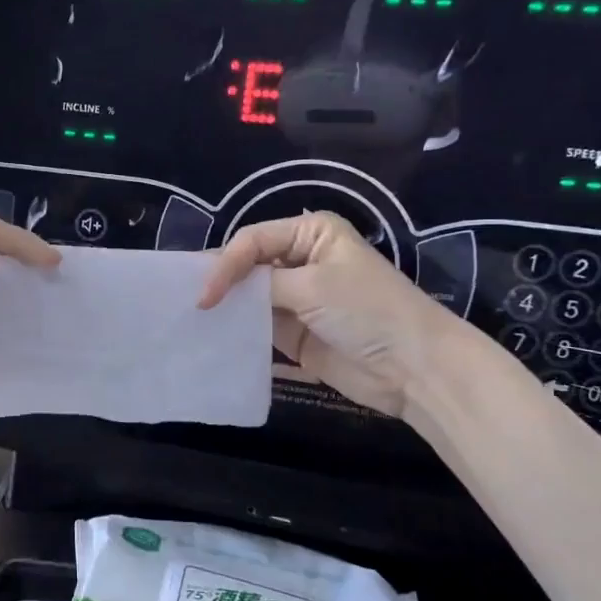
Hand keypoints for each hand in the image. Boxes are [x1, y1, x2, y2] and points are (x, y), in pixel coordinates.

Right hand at [199, 212, 462, 419]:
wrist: (413, 368)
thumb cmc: (367, 310)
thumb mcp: (313, 286)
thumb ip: (262, 284)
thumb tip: (219, 289)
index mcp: (311, 233)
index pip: (253, 240)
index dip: (225, 264)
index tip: (206, 295)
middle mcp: (301, 259)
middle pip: (248, 265)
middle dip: (221, 282)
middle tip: (187, 301)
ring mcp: (296, 298)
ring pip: (249, 296)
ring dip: (226, 307)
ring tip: (192, 319)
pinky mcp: (293, 333)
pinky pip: (257, 326)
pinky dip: (237, 330)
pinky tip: (213, 336)